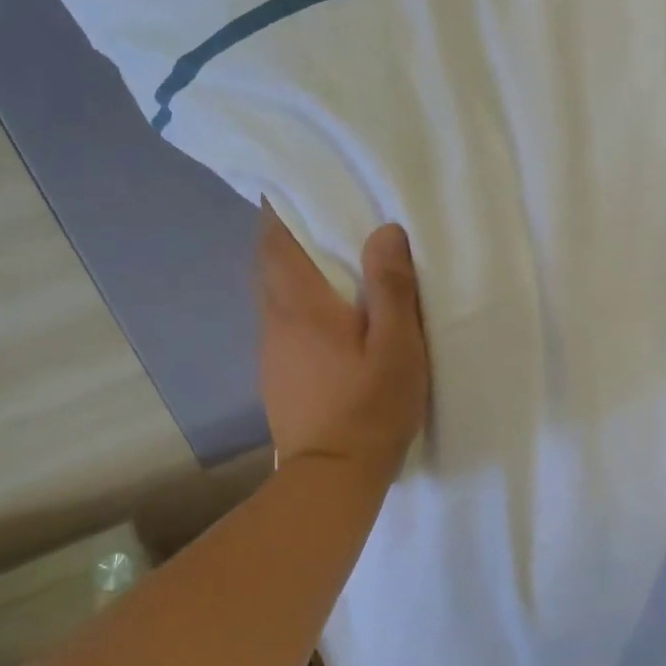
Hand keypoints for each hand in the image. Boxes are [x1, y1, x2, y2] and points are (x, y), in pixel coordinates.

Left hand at [257, 204, 429, 485]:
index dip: (278, 210)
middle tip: (319, 219)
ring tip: (327, 264)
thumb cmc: (369, 409)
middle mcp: (275, 322)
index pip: (275, 242)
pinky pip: (282, 325)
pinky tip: (326, 320)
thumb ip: (392, 288)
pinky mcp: (277, 378)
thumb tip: (384, 230)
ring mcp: (271, 353)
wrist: (332, 478)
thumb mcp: (397, 347)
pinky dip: (297, 307)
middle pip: (268, 266)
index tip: (293, 187)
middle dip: (285, 238)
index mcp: (301, 306)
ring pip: (273, 297)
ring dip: (292, 274)